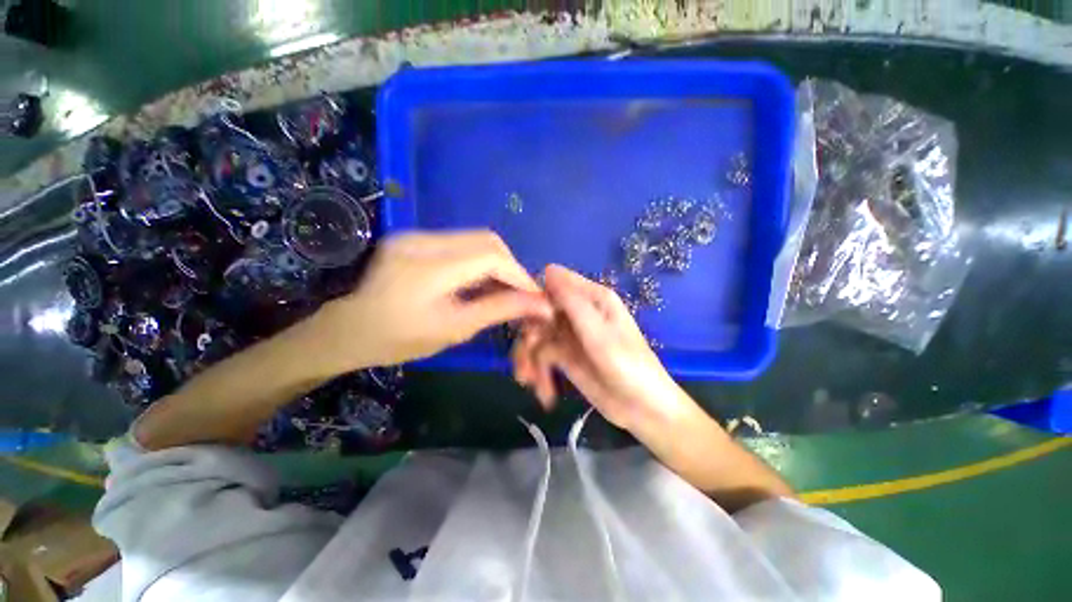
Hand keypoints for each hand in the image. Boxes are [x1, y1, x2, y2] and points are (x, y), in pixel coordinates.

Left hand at [316, 230, 552, 369]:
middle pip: (486, 240)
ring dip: (496, 263)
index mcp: (427, 268)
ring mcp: (415, 234)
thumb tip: (540, 304)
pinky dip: (479, 261)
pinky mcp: (414, 236)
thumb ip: (499, 310)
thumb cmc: (399, 339)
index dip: (519, 274)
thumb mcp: (454, 329)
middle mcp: (421, 240)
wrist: (349, 329)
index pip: (490, 256)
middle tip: (519, 294)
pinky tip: (479, 281)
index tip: (535, 296)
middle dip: (511, 267)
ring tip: (502, 289)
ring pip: (476, 239)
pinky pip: (460, 243)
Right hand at [512, 265, 694, 434]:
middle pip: (539, 312)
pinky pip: (541, 355)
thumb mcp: (598, 333)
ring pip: (536, 336)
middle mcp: (578, 312)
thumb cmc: (628, 365)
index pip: (553, 284)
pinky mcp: (565, 356)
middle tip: (526, 362)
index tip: (526, 320)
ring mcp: (570, 335)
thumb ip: (572, 301)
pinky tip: (543, 392)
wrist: (642, 409)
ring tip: (530, 382)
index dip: (534, 298)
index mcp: (592, 298)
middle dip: (528, 337)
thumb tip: (548, 269)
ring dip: (529, 359)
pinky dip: (537, 372)